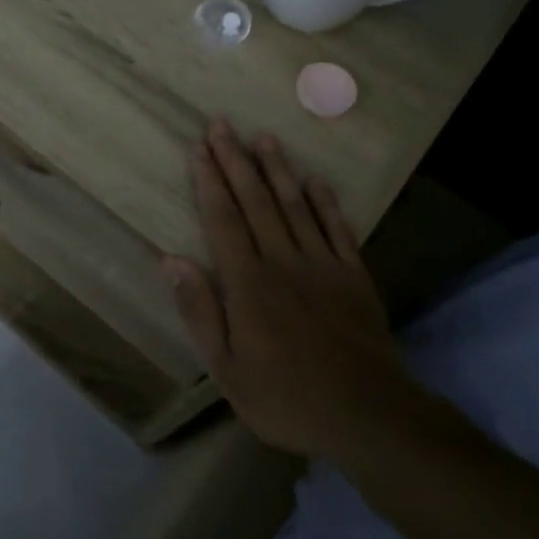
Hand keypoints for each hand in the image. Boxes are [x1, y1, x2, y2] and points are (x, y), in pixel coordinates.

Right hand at [163, 120, 412, 458]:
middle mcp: (283, 261)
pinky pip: (338, 229)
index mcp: (248, 284)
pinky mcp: (354, 276)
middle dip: (236, 161)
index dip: (209, 181)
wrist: (367, 415)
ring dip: (278, 170)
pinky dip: (326, 202)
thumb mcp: (226, 369)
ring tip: (264, 137)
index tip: (198, 148)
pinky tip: (316, 180)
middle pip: (255, 202)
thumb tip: (171, 261)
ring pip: (295, 206)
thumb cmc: (285, 397)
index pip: (223, 220)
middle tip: (222, 124)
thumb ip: (200, 311)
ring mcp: (323, 265)